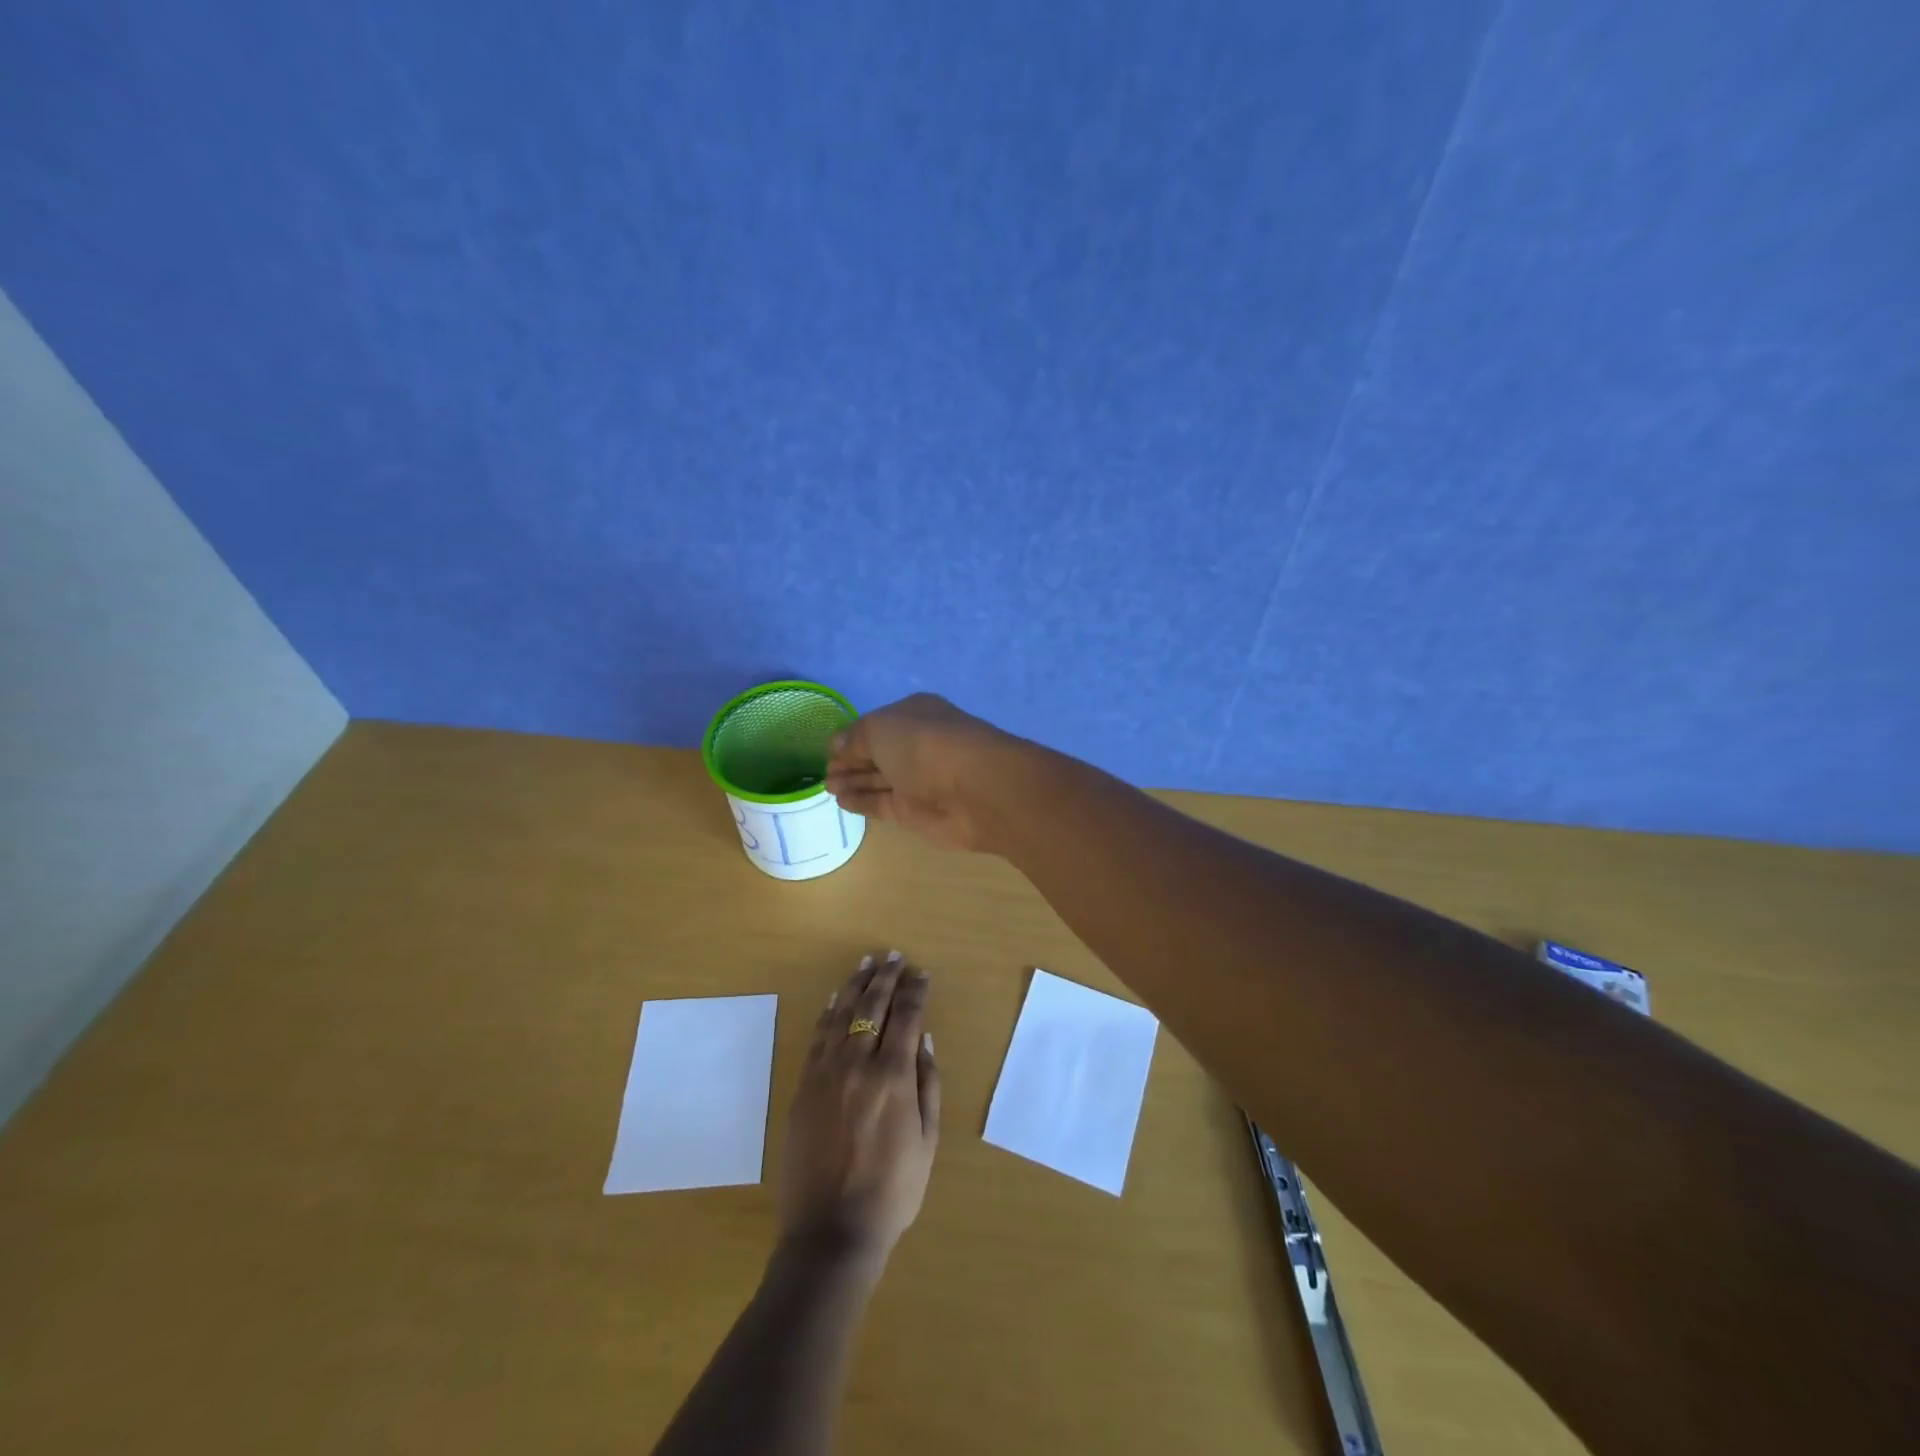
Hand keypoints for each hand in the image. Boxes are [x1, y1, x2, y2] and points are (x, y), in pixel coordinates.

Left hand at [778, 954, 940, 1261]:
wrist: (831, 1232)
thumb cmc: (892, 1191)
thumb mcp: (927, 1141)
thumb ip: (928, 1085)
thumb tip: (925, 1040)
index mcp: (893, 1077)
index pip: (907, 1018)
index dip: (916, 991)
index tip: (922, 973)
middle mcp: (858, 1064)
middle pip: (872, 1007)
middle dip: (886, 977)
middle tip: (894, 956)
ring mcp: (825, 1073)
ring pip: (842, 1014)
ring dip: (857, 985)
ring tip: (867, 963)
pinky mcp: (803, 1087)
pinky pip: (817, 1038)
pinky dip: (828, 1013)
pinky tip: (836, 998)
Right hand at [826, 693, 1015, 851]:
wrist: (976, 790)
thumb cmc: (926, 746)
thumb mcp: (880, 729)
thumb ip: (855, 738)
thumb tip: (837, 744)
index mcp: (913, 714)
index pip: (876, 725)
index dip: (851, 737)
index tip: (827, 750)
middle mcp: (917, 745)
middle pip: (877, 753)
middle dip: (850, 761)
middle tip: (824, 774)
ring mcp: (918, 780)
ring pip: (879, 779)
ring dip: (853, 781)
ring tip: (827, 787)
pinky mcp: (916, 812)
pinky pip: (882, 803)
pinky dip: (862, 801)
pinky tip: (841, 801)